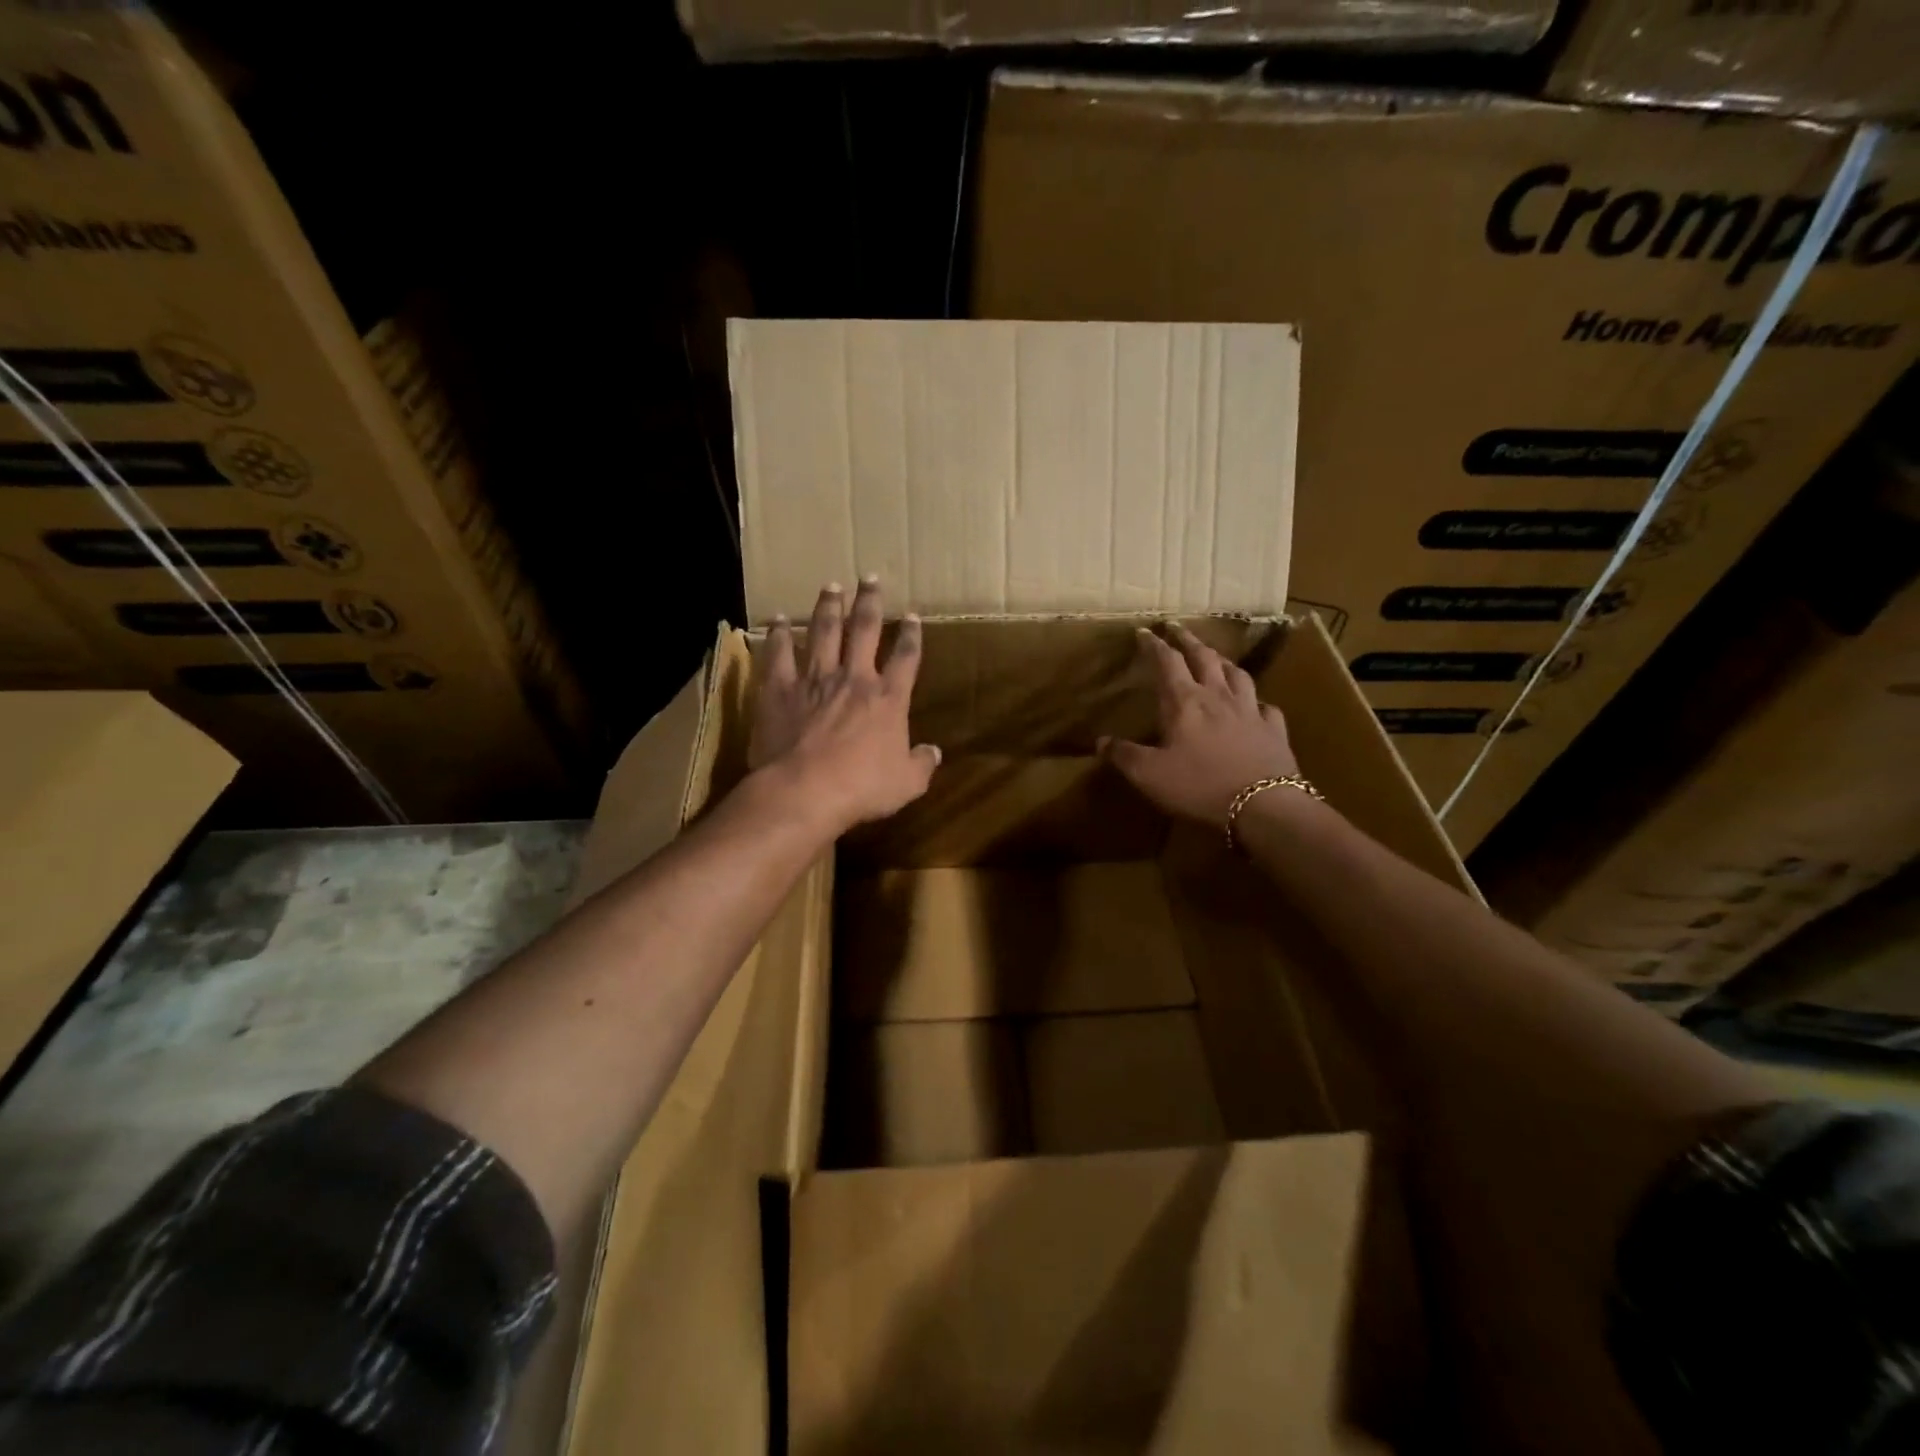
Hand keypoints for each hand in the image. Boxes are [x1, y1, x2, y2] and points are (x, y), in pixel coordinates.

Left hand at [749, 578, 940, 833]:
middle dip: (870, 602)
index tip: (913, 616)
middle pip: (865, 630)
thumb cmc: (862, 789)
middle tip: (870, 578)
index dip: (911, 635)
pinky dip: (779, 635)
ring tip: (831, 586)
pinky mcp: (780, 688)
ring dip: (828, 607)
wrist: (805, 790)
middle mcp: (854, 678)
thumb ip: (922, 764)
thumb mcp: (907, 784)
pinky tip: (779, 619)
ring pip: (823, 632)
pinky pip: (779, 654)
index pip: (906, 658)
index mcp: (888, 698)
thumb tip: (934, 752)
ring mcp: (815, 679)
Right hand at [1100, 624, 1298, 826]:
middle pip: (1204, 658)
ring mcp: (1251, 711)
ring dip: (1223, 661)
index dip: (1155, 645)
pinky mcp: (1274, 730)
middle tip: (1179, 629)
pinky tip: (1256, 704)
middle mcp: (1218, 697)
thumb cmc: (1199, 785)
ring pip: (1237, 674)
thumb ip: (1124, 755)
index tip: (1145, 631)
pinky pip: (1266, 706)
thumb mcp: (1149, 774)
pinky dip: (1257, 700)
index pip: (1167, 662)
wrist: (1263, 806)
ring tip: (1215, 656)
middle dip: (1188, 641)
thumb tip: (1101, 741)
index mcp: (1184, 702)